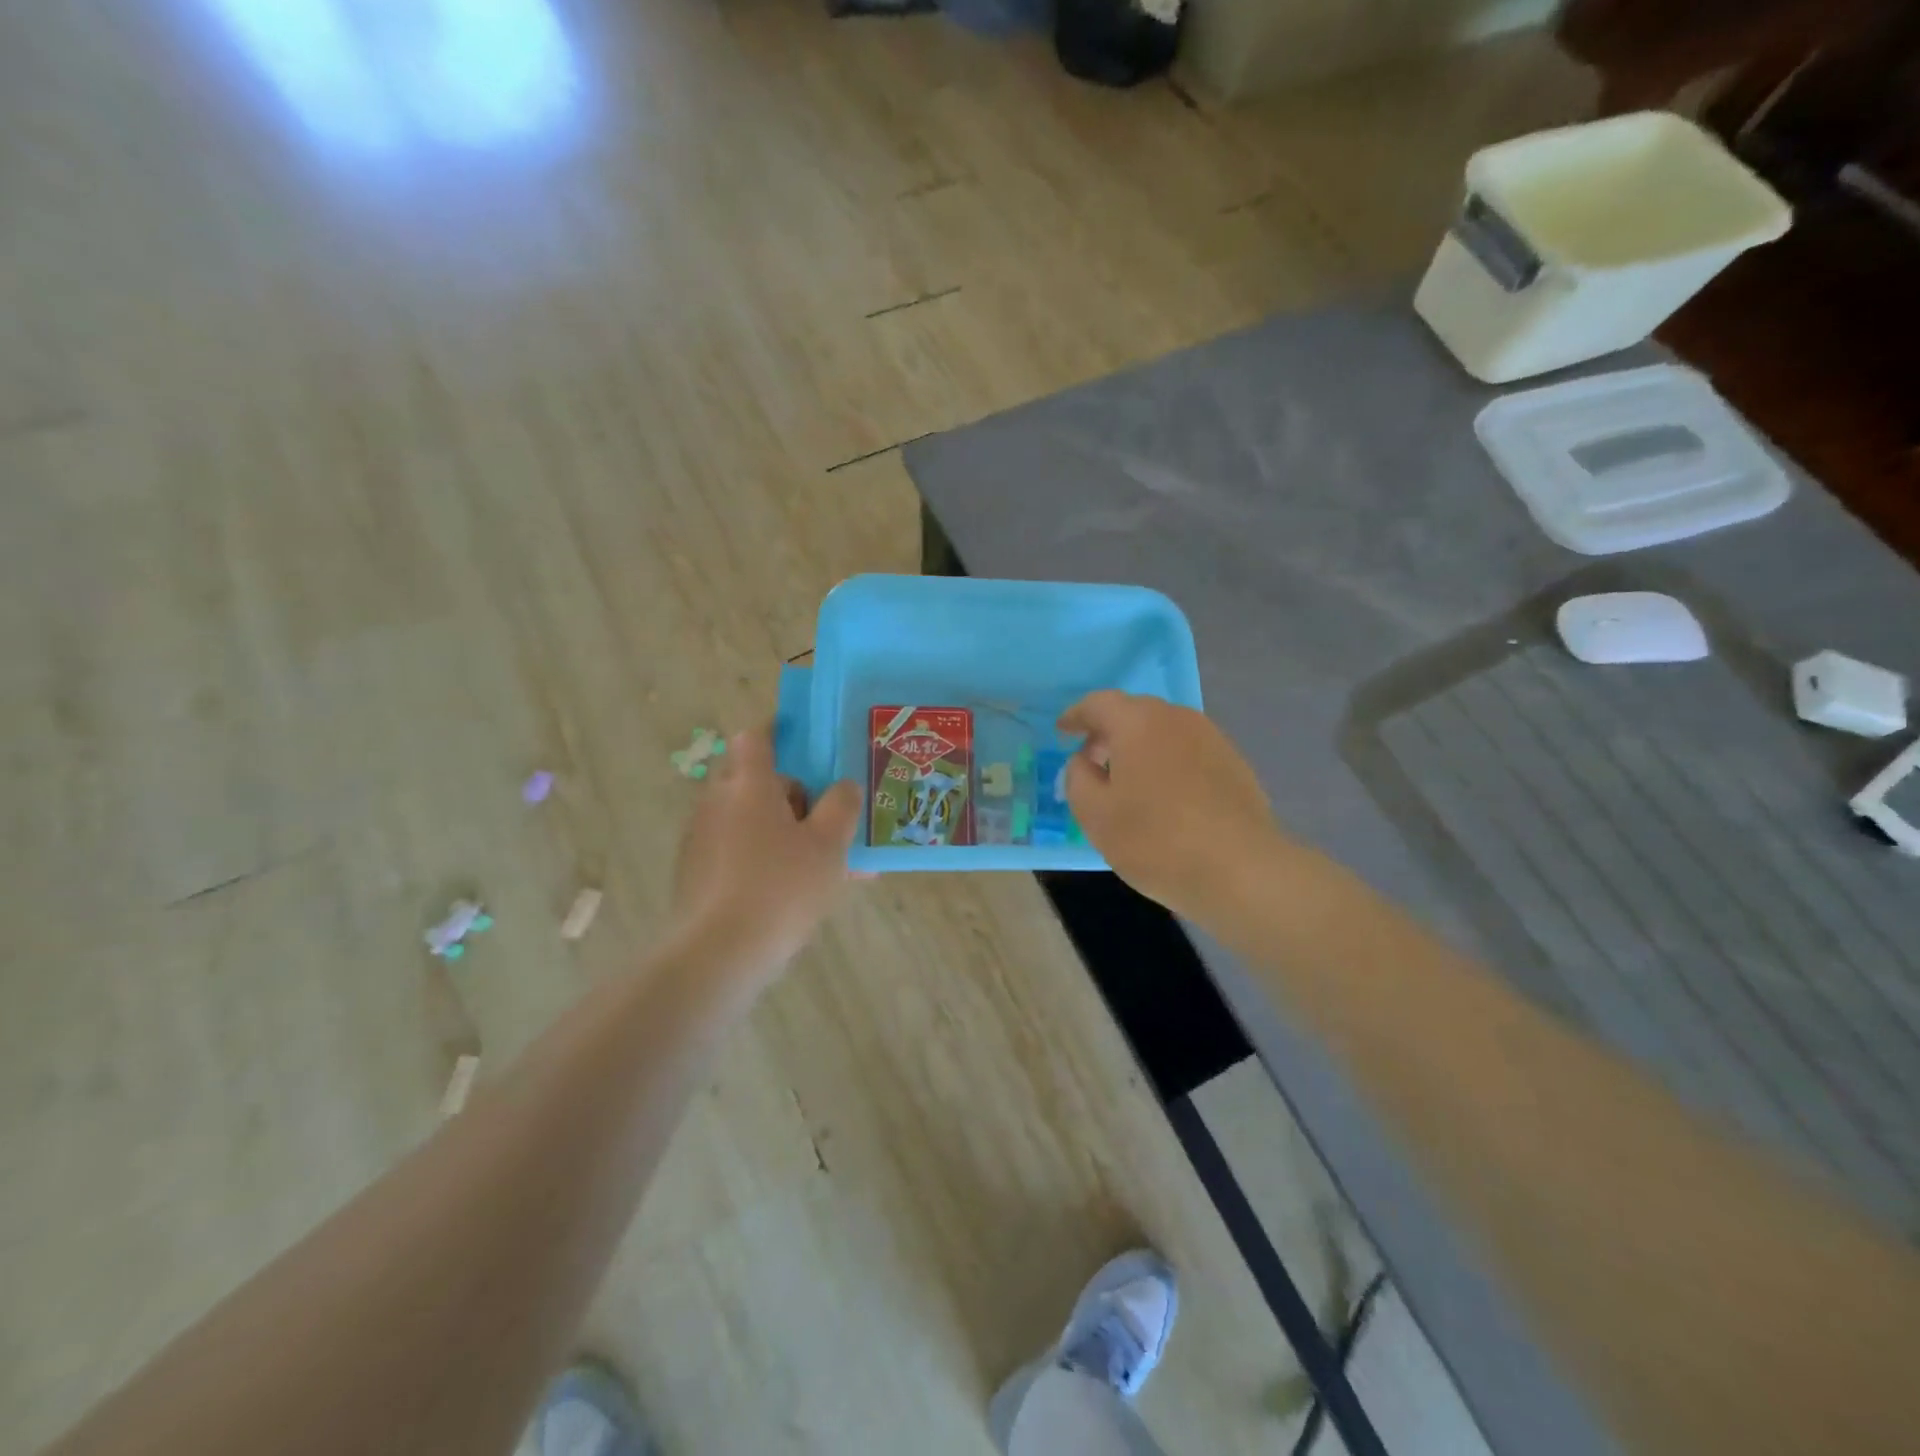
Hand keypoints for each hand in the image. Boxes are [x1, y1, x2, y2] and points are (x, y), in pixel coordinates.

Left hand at [670, 727, 862, 979]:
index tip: (807, 742)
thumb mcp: (829, 844)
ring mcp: (701, 839)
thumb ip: (842, 805)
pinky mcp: (697, 874)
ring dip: (782, 830)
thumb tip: (843, 786)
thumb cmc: (781, 887)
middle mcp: (717, 802)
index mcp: (748, 784)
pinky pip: (738, 851)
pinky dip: (765, 858)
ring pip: (749, 820)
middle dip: (790, 792)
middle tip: (826, 816)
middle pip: (754, 780)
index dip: (780, 731)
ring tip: (826, 864)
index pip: (756, 736)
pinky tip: (798, 891)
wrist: (718, 954)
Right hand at [1059, 691, 1280, 923]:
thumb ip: (1078, 778)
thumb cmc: (1156, 841)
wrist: (1241, 871)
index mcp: (1138, 722)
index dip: (1076, 716)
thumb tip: (1084, 761)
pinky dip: (1168, 762)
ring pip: (1164, 731)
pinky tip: (1165, 797)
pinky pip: (1188, 751)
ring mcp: (1212, 738)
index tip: (1063, 731)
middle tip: (1092, 761)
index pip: (1099, 704)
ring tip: (1128, 782)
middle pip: (1134, 713)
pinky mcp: (1234, 763)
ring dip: (1140, 747)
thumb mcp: (1095, 815)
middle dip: (1108, 732)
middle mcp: (1177, 718)